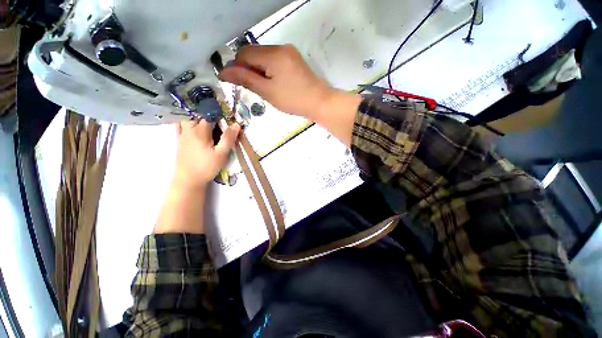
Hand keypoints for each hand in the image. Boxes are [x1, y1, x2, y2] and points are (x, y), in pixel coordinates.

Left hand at [172, 120, 240, 191]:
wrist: (188, 179)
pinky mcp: (179, 141)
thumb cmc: (206, 166)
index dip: (219, 113)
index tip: (227, 114)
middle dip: (207, 112)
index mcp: (200, 131)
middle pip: (196, 114)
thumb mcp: (221, 154)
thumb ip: (228, 138)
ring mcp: (182, 135)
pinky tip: (189, 122)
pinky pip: (179, 126)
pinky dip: (184, 121)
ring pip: (187, 118)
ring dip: (196, 115)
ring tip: (206, 117)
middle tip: (218, 116)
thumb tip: (236, 125)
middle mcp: (189, 130)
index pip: (209, 115)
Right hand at [218, 44, 334, 120]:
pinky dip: (269, 70)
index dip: (237, 67)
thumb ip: (245, 79)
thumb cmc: (293, 100)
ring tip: (265, 88)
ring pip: (264, 57)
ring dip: (259, 70)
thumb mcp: (267, 92)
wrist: (319, 102)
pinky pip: (275, 60)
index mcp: (273, 54)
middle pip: (254, 53)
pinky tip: (274, 83)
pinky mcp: (294, 59)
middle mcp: (280, 48)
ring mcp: (289, 52)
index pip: (244, 53)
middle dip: (249, 69)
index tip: (236, 82)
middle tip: (254, 88)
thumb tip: (223, 71)